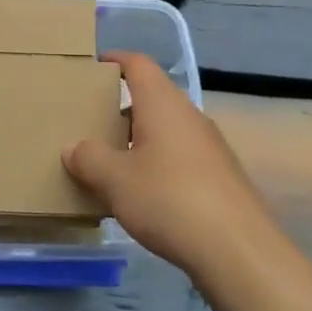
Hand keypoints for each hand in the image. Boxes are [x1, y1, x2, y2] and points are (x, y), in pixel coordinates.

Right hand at [63, 52, 272, 275]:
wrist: (237, 250)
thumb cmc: (168, 199)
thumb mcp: (115, 180)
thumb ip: (89, 158)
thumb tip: (73, 148)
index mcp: (162, 104)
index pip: (138, 64)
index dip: (114, 60)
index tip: (92, 68)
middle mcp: (189, 116)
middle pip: (152, 97)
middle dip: (121, 107)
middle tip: (90, 122)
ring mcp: (209, 146)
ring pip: (166, 129)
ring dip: (138, 138)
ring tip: (110, 161)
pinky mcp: (220, 176)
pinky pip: (180, 156)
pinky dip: (157, 163)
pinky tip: (142, 193)